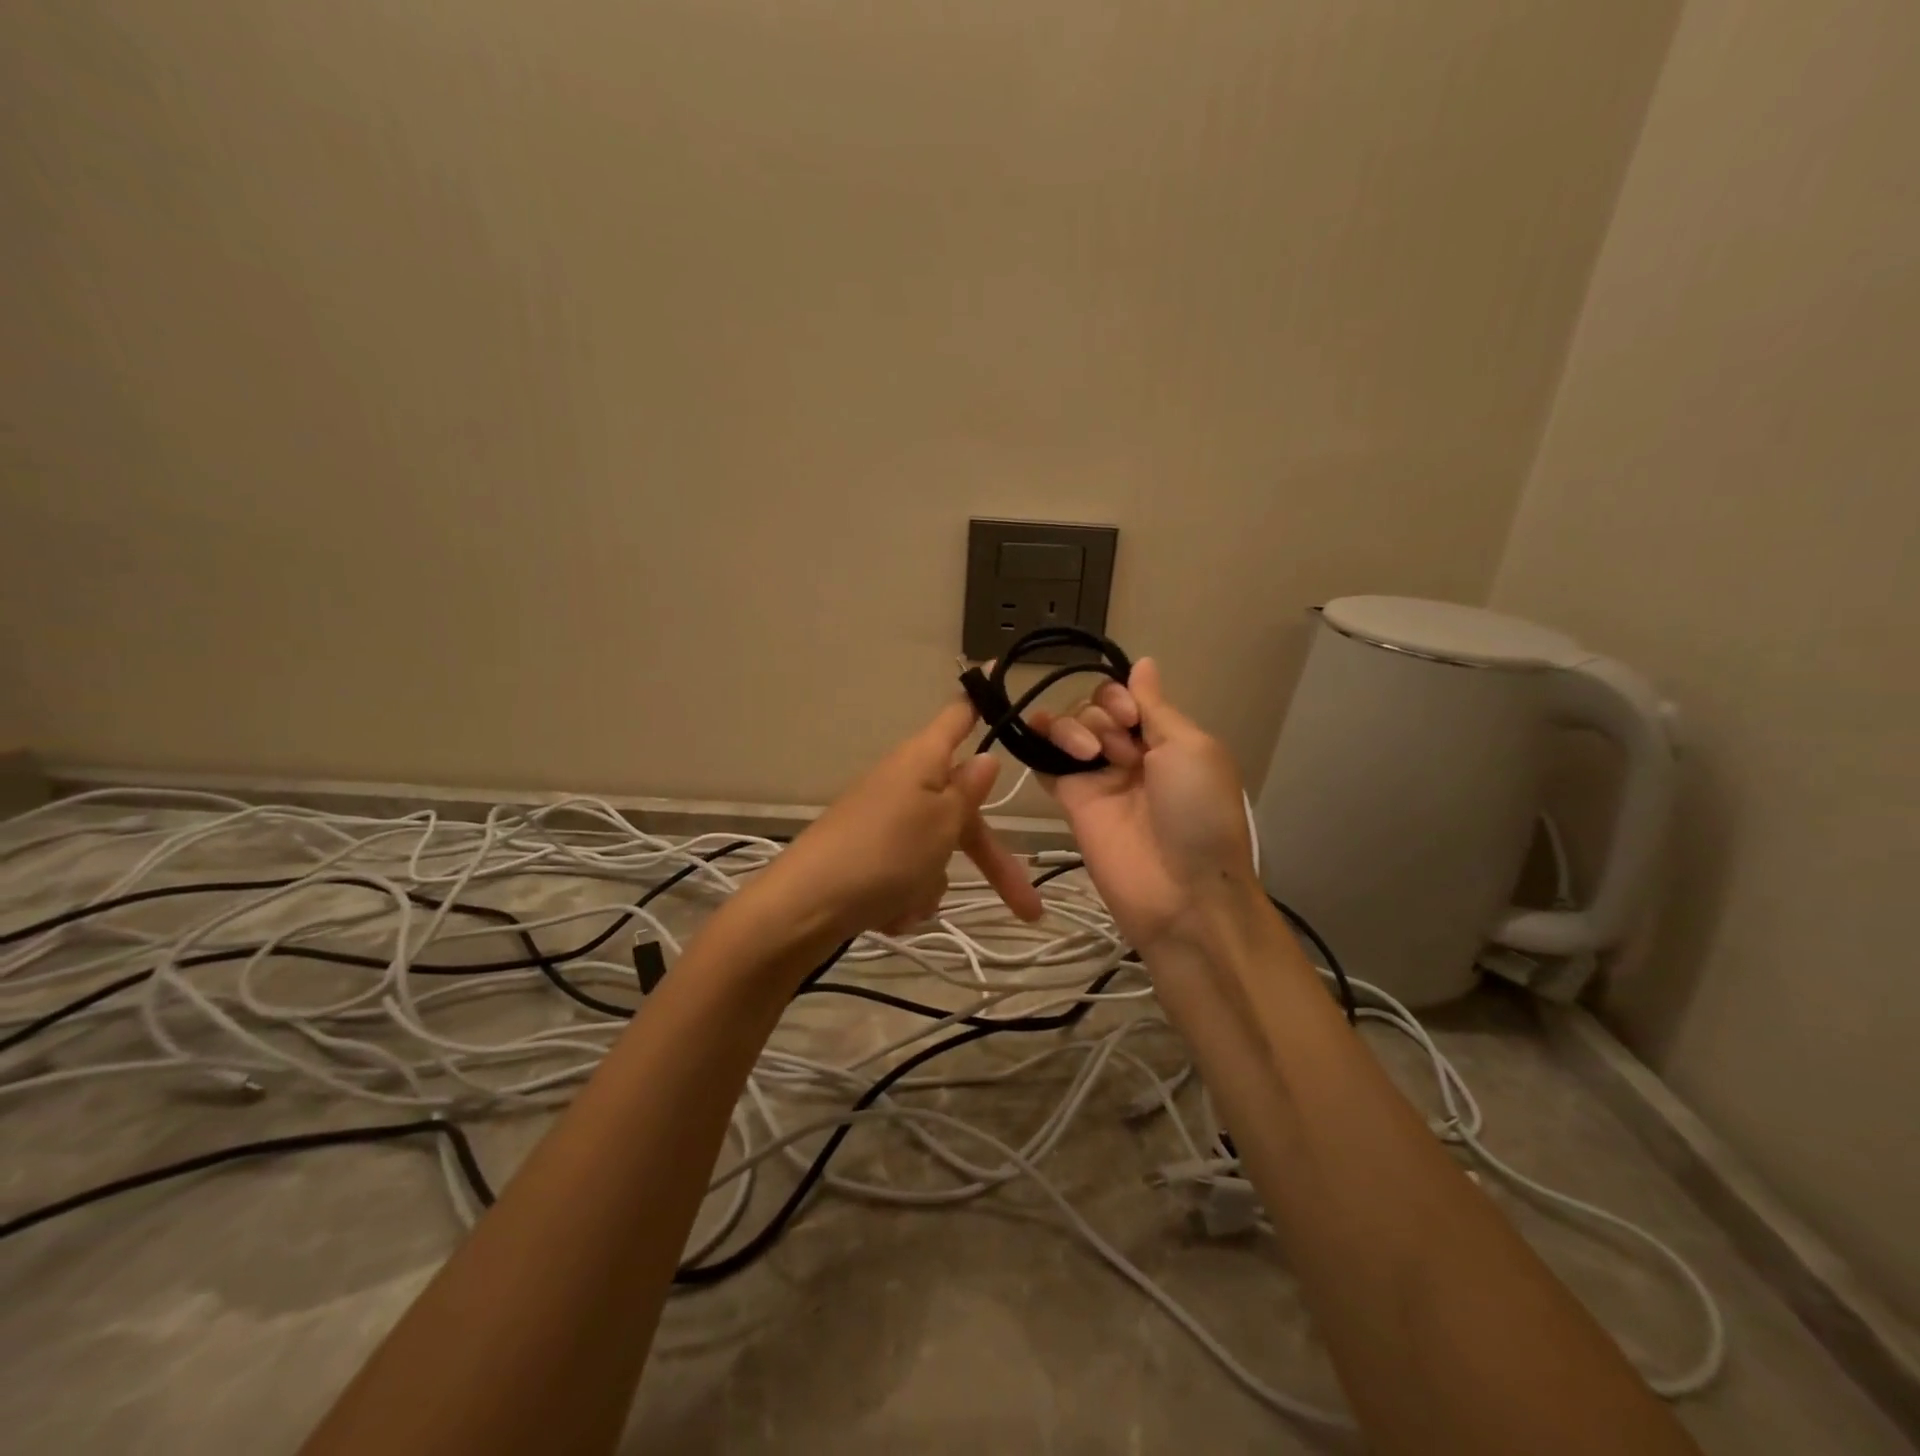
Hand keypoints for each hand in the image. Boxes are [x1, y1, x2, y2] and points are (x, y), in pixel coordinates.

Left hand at [761, 699, 1044, 940]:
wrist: (805, 907)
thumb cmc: (885, 853)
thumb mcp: (942, 822)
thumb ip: (969, 792)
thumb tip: (985, 759)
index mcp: (922, 760)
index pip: (959, 717)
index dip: (980, 699)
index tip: (993, 665)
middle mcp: (903, 784)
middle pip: (960, 812)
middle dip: (990, 862)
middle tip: (1028, 909)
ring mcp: (882, 822)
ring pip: (933, 853)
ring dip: (930, 884)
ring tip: (907, 902)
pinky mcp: (865, 858)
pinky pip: (905, 876)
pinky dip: (903, 898)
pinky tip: (887, 914)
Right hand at [1030, 659, 1258, 954]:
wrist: (1181, 892)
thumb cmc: (1198, 814)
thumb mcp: (1191, 748)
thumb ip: (1156, 706)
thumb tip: (1144, 663)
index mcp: (1165, 738)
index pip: (1129, 696)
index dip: (1122, 696)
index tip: (1131, 717)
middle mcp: (1130, 752)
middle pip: (1095, 707)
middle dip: (1104, 716)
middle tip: (1124, 752)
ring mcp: (1097, 776)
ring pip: (1070, 727)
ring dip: (1077, 728)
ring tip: (1093, 758)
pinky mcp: (1070, 800)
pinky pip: (1045, 761)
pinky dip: (1038, 740)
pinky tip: (1035, 731)